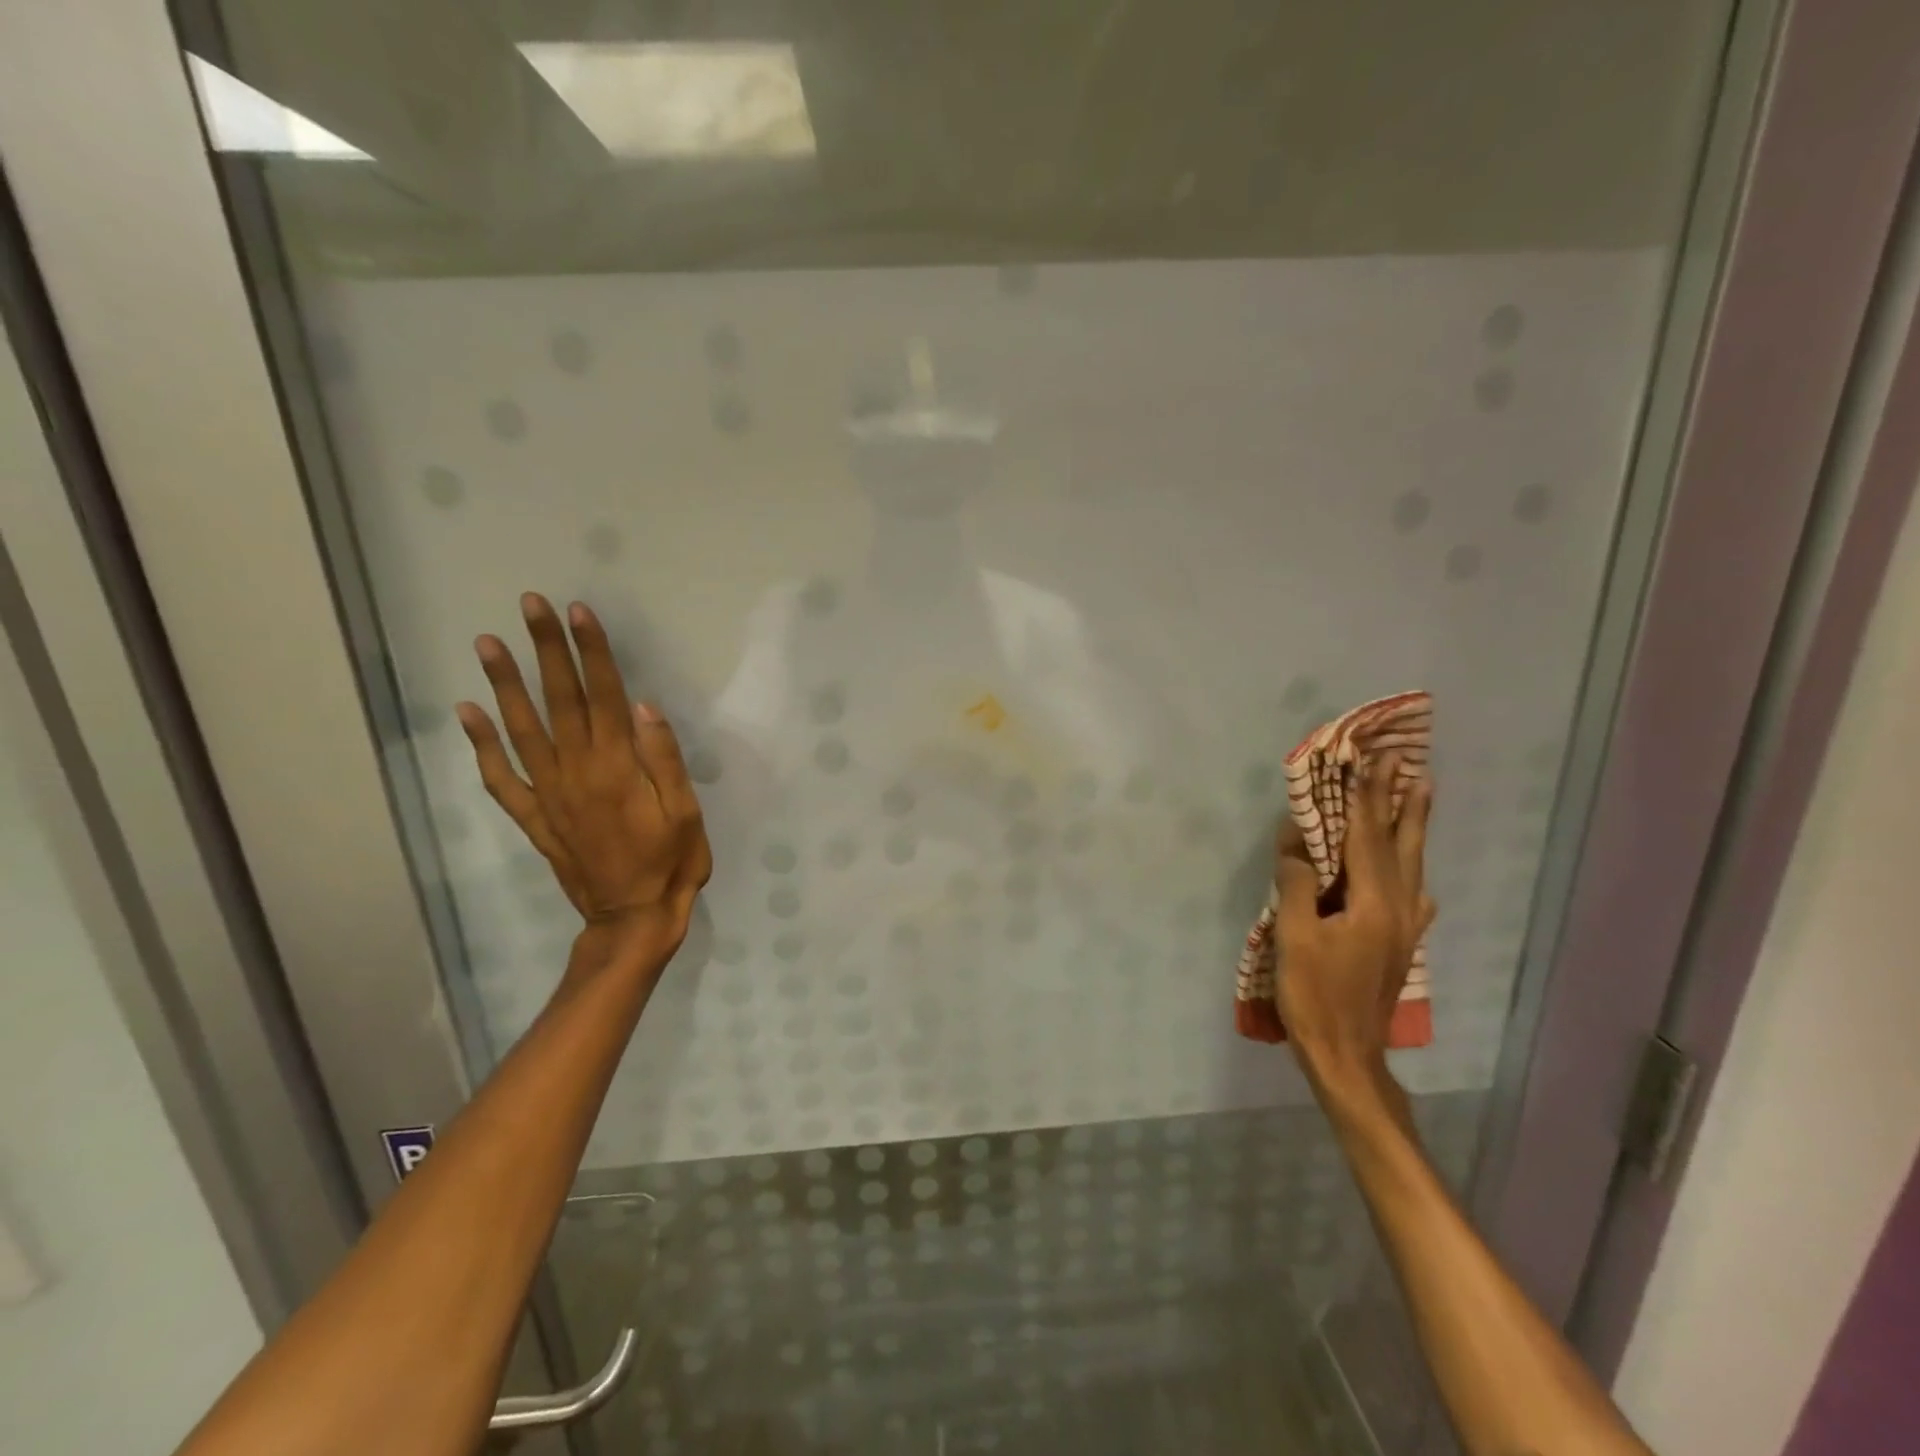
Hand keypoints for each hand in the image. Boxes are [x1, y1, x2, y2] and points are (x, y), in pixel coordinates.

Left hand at [456, 594, 711, 959]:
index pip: (603, 695)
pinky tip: (467, 713)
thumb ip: (664, 758)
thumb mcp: (685, 811)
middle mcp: (577, 771)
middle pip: (559, 700)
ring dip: (504, 684)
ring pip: (521, 729)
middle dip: (546, 649)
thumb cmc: (671, 862)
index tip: (578, 612)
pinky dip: (479, 745)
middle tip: (529, 605)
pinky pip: (500, 778)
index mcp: (618, 766)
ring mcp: (548, 794)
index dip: (592, 651)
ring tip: (488, 643)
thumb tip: (644, 705)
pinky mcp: (534, 817)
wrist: (633, 917)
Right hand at [1274, 753, 1434, 1095]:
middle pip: (1401, 846)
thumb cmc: (1314, 995)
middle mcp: (1399, 909)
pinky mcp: (1400, 945)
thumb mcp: (1294, 937)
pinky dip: (1412, 872)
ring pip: (1412, 867)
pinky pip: (1412, 895)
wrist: (1346, 1056)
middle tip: (1409, 765)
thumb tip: (1296, 839)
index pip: (1367, 838)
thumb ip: (1297, 884)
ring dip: (1412, 829)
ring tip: (1418, 797)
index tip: (1370, 761)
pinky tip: (1416, 876)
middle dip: (1400, 803)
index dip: (1365, 798)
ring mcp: (1404, 928)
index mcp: (1373, 904)